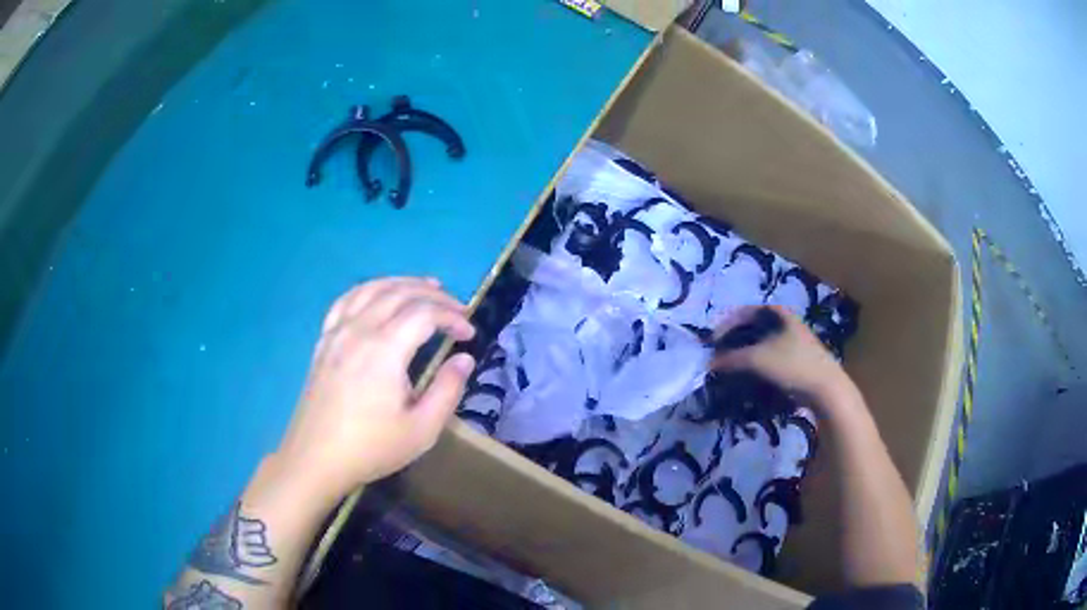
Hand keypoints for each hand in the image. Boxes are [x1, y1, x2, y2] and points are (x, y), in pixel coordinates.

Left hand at [276, 278, 476, 499]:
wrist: (316, 459)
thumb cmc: (370, 448)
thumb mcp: (421, 430)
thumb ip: (448, 390)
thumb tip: (464, 359)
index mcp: (384, 350)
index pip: (425, 313)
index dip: (452, 317)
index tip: (469, 334)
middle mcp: (359, 330)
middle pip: (400, 293)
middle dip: (434, 296)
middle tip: (457, 309)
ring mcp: (337, 332)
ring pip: (372, 289)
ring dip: (403, 283)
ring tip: (426, 287)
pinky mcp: (324, 341)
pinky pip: (346, 301)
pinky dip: (369, 290)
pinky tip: (377, 295)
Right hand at [710, 305, 856, 415]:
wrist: (825, 389)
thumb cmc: (792, 365)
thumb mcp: (757, 359)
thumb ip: (731, 359)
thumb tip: (709, 363)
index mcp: (778, 313)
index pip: (744, 312)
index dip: (725, 325)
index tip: (712, 342)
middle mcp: (785, 322)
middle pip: (752, 328)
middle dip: (733, 342)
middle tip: (719, 356)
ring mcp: (792, 341)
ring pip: (760, 344)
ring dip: (743, 355)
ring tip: (730, 368)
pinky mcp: (795, 359)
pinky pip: (769, 357)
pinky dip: (755, 365)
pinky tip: (748, 377)